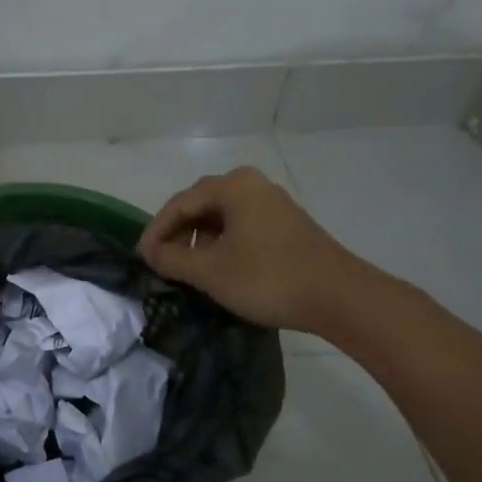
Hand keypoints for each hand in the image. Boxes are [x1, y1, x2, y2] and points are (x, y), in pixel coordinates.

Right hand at [138, 167, 372, 333]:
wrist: (339, 297)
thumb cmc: (268, 278)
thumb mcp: (211, 272)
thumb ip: (173, 260)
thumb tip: (151, 254)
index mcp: (232, 186)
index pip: (179, 203)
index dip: (156, 231)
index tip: (142, 258)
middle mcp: (251, 184)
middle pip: (200, 204)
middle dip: (177, 233)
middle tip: (161, 261)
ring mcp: (272, 202)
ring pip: (221, 215)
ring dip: (199, 239)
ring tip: (186, 267)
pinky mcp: (285, 223)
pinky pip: (241, 224)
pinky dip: (222, 242)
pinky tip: (218, 266)